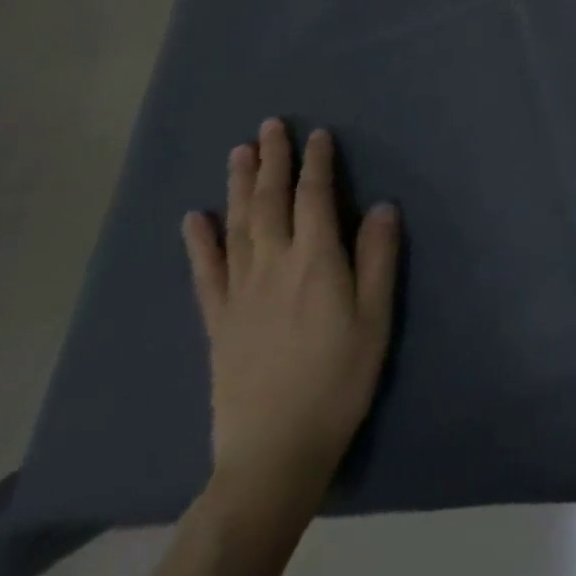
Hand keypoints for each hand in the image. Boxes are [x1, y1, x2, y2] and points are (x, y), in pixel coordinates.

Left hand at [181, 121, 399, 504]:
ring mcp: (239, 293)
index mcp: (315, 261)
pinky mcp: (217, 321)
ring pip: (237, 226)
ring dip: (239, 185)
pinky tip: (194, 218)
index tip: (318, 134)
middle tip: (270, 125)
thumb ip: (377, 257)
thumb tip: (380, 205)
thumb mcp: (375, 316)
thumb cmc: (339, 377)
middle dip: (273, 160)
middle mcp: (273, 266)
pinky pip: (206, 272)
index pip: (314, 197)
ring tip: (238, 152)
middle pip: (270, 202)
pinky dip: (200, 241)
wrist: (275, 450)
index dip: (317, 163)